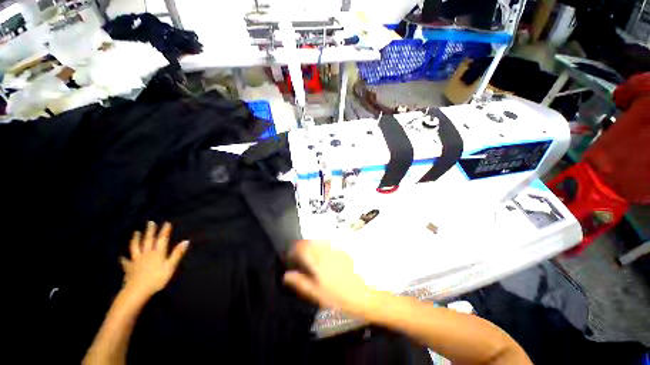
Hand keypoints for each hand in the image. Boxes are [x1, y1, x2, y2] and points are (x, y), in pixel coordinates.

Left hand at [120, 221, 188, 299]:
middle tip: (150, 222)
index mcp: (158, 253)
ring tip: (136, 233)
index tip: (166, 223)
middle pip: (148, 240)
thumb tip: (186, 241)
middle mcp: (147, 253)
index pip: (162, 239)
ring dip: (136, 239)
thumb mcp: (170, 266)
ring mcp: (136, 260)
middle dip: (150, 231)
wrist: (137, 290)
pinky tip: (121, 257)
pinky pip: (126, 262)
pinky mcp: (129, 268)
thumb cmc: (157, 278)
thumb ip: (177, 254)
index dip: (164, 231)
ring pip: (136, 247)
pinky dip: (123, 259)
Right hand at [283, 240, 379, 318]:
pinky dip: (322, 246)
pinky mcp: (343, 249)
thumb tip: (287, 276)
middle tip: (299, 256)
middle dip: (302, 246)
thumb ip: (301, 282)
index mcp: (317, 260)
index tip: (290, 256)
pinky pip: (328, 243)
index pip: (301, 247)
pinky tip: (324, 256)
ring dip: (312, 245)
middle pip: (310, 241)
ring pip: (318, 241)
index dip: (293, 249)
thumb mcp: (318, 294)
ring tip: (310, 256)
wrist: (367, 293)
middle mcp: (326, 250)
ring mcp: (336, 248)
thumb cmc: (340, 297)